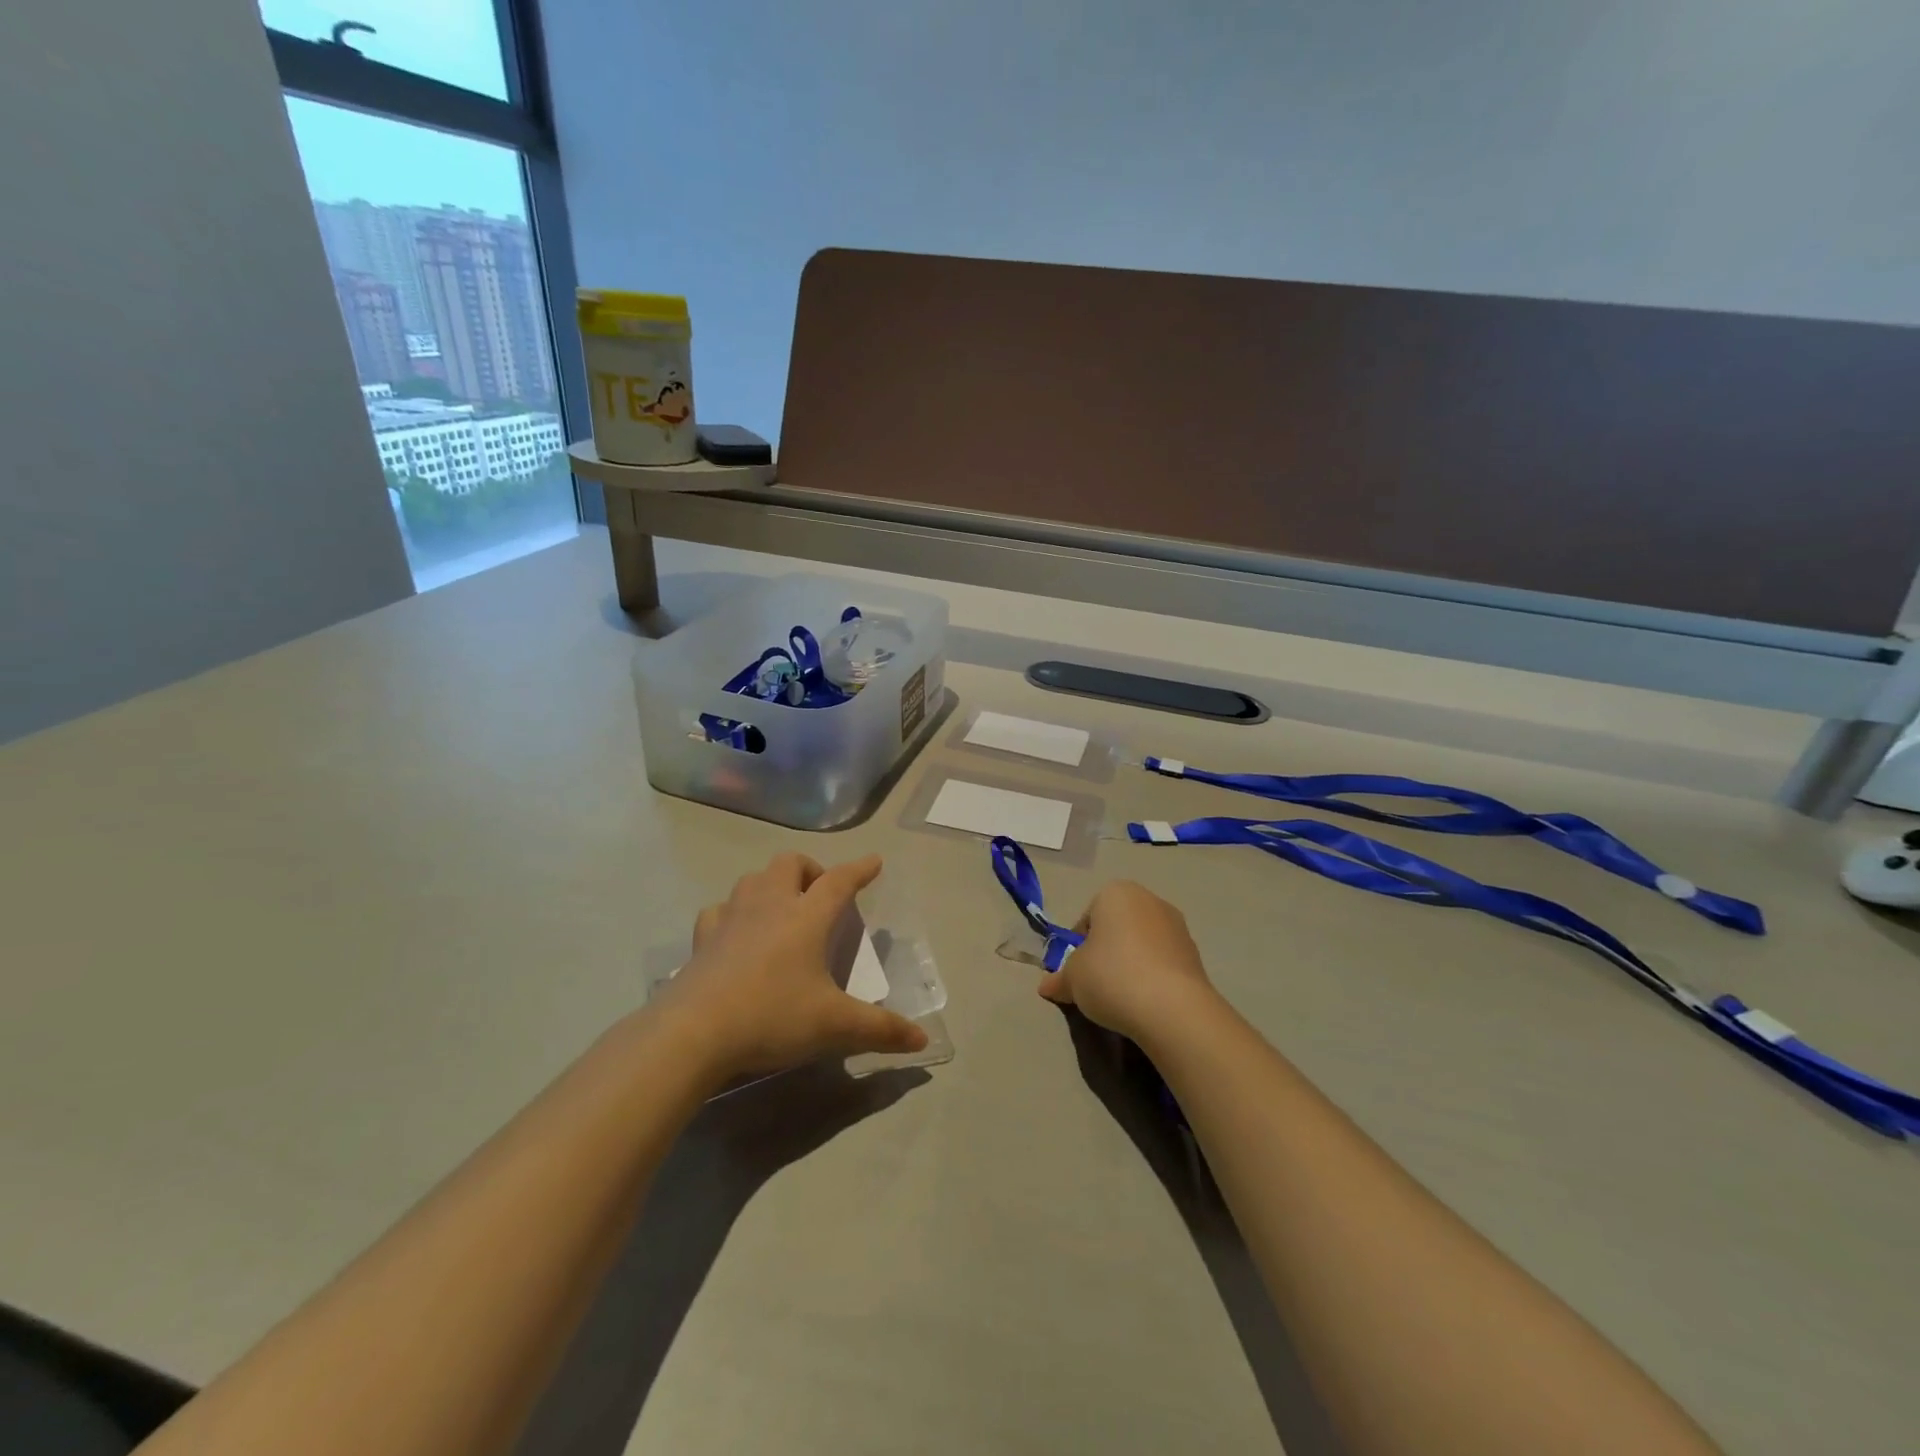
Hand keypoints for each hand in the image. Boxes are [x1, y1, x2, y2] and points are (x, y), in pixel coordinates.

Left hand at [656, 852, 928, 1081]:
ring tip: (782, 908)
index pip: (840, 881)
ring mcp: (732, 917)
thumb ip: (881, 1030)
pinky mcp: (703, 938)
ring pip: (753, 879)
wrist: (693, 1032)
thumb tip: (922, 1040)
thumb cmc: (773, 1017)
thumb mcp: (834, 1027)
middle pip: (790, 864)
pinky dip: (733, 912)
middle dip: (811, 870)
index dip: (860, 869)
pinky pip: (720, 909)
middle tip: (821, 895)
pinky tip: (736, 932)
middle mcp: (770, 905)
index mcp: (806, 916)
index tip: (875, 861)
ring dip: (772, 884)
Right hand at [1038, 880, 1218, 1044]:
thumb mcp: (1072, 979)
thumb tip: (1047, 987)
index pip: (1087, 919)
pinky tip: (1147, 1002)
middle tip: (1097, 984)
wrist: (1173, 1008)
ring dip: (1131, 964)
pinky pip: (1163, 961)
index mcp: (1115, 893)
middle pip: (1117, 928)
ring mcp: (1177, 925)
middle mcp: (1149, 900)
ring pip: (1141, 944)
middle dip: (1106, 952)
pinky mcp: (1195, 953)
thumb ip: (1059, 979)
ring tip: (1124, 997)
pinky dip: (1153, 976)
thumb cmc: (1112, 977)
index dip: (1078, 948)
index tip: (1077, 974)